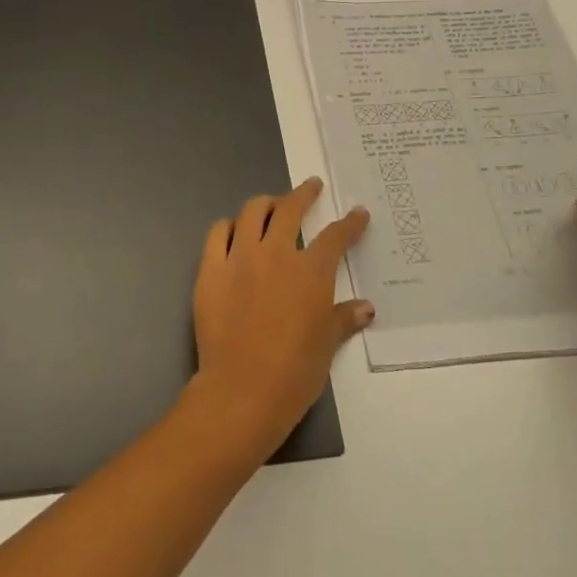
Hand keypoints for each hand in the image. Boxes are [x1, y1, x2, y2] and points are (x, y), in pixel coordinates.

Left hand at [188, 179, 371, 458]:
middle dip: (303, 194)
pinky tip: (233, 230)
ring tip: (271, 205)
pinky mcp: (210, 269)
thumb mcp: (327, 345)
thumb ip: (343, 318)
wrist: (242, 388)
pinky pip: (217, 233)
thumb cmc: (294, 371)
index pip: (335, 236)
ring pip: (252, 212)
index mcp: (311, 271)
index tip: (358, 213)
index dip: (350, 223)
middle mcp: (276, 253)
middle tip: (310, 188)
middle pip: (289, 209)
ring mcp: (240, 257)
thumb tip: (366, 308)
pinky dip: (228, 226)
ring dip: (265, 204)